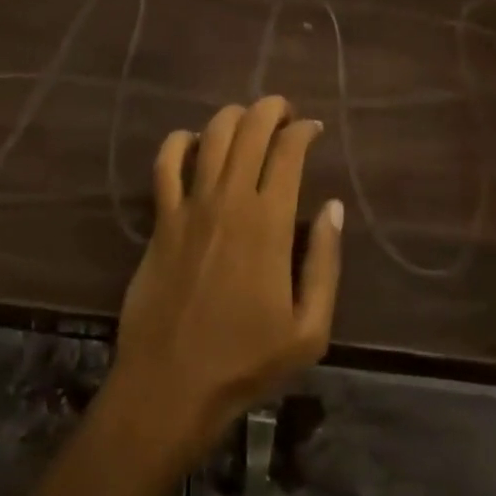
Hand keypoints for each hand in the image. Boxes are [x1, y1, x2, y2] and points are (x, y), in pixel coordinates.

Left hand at [111, 96, 343, 460]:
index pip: (288, 151)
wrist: (170, 386)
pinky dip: (179, 141)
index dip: (303, 130)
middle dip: (271, 108)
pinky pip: (166, 162)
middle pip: (250, 128)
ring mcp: (191, 205)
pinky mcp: (162, 218)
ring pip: (212, 134)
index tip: (313, 130)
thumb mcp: (308, 331)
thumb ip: (325, 263)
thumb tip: (333, 207)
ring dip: (233, 115)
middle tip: (284, 113)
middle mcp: (230, 199)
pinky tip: (194, 142)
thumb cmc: (245, 361)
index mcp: (269, 222)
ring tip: (247, 120)